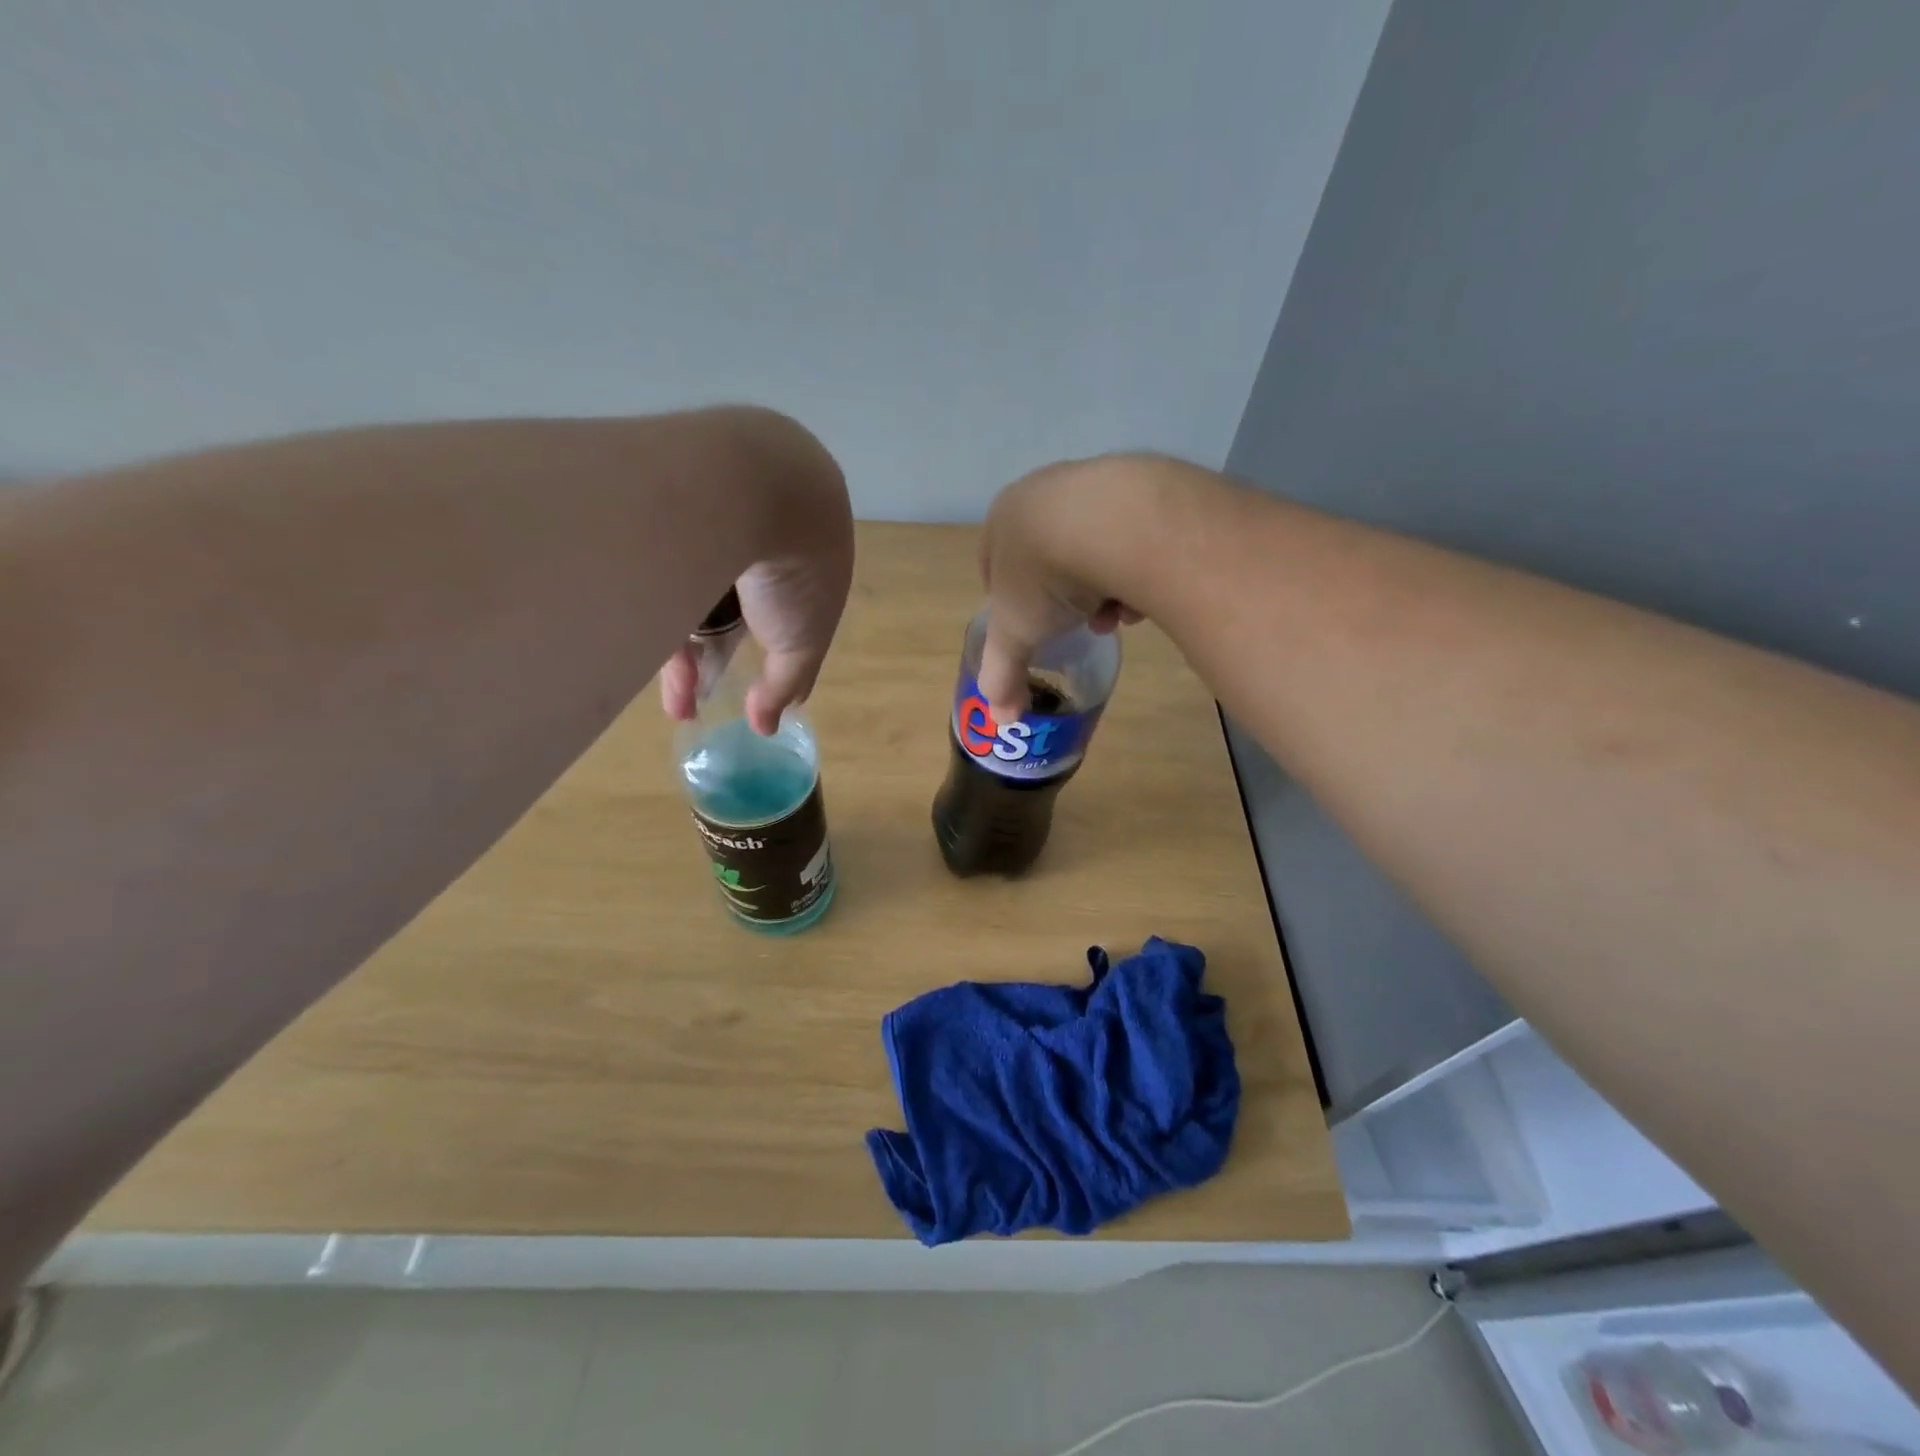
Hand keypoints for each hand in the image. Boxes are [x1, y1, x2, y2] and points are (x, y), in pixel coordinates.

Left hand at [660, 412, 854, 734]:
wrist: (750, 482)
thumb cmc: (792, 570)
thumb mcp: (802, 640)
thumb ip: (788, 682)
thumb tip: (767, 725)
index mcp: (801, 554)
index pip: (778, 616)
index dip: (757, 658)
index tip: (731, 693)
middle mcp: (756, 526)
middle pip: (727, 603)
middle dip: (705, 657)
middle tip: (683, 703)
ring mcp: (708, 503)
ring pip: (686, 577)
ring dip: (671, 632)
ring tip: (644, 681)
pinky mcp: (659, 487)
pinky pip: (651, 551)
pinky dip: (644, 591)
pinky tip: (622, 631)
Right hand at [977, 462, 1141, 724]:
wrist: (1115, 525)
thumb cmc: (1045, 576)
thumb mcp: (1015, 634)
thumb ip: (1002, 674)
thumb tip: (1000, 719)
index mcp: (1004, 517)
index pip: (995, 560)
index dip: (1009, 599)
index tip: (1028, 626)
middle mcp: (1045, 490)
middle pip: (1049, 555)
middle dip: (1062, 598)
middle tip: (1076, 626)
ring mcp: (1095, 484)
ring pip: (1093, 548)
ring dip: (1101, 588)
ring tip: (1116, 616)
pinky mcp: (1142, 487)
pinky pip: (1132, 537)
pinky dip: (1135, 568)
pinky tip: (1144, 593)